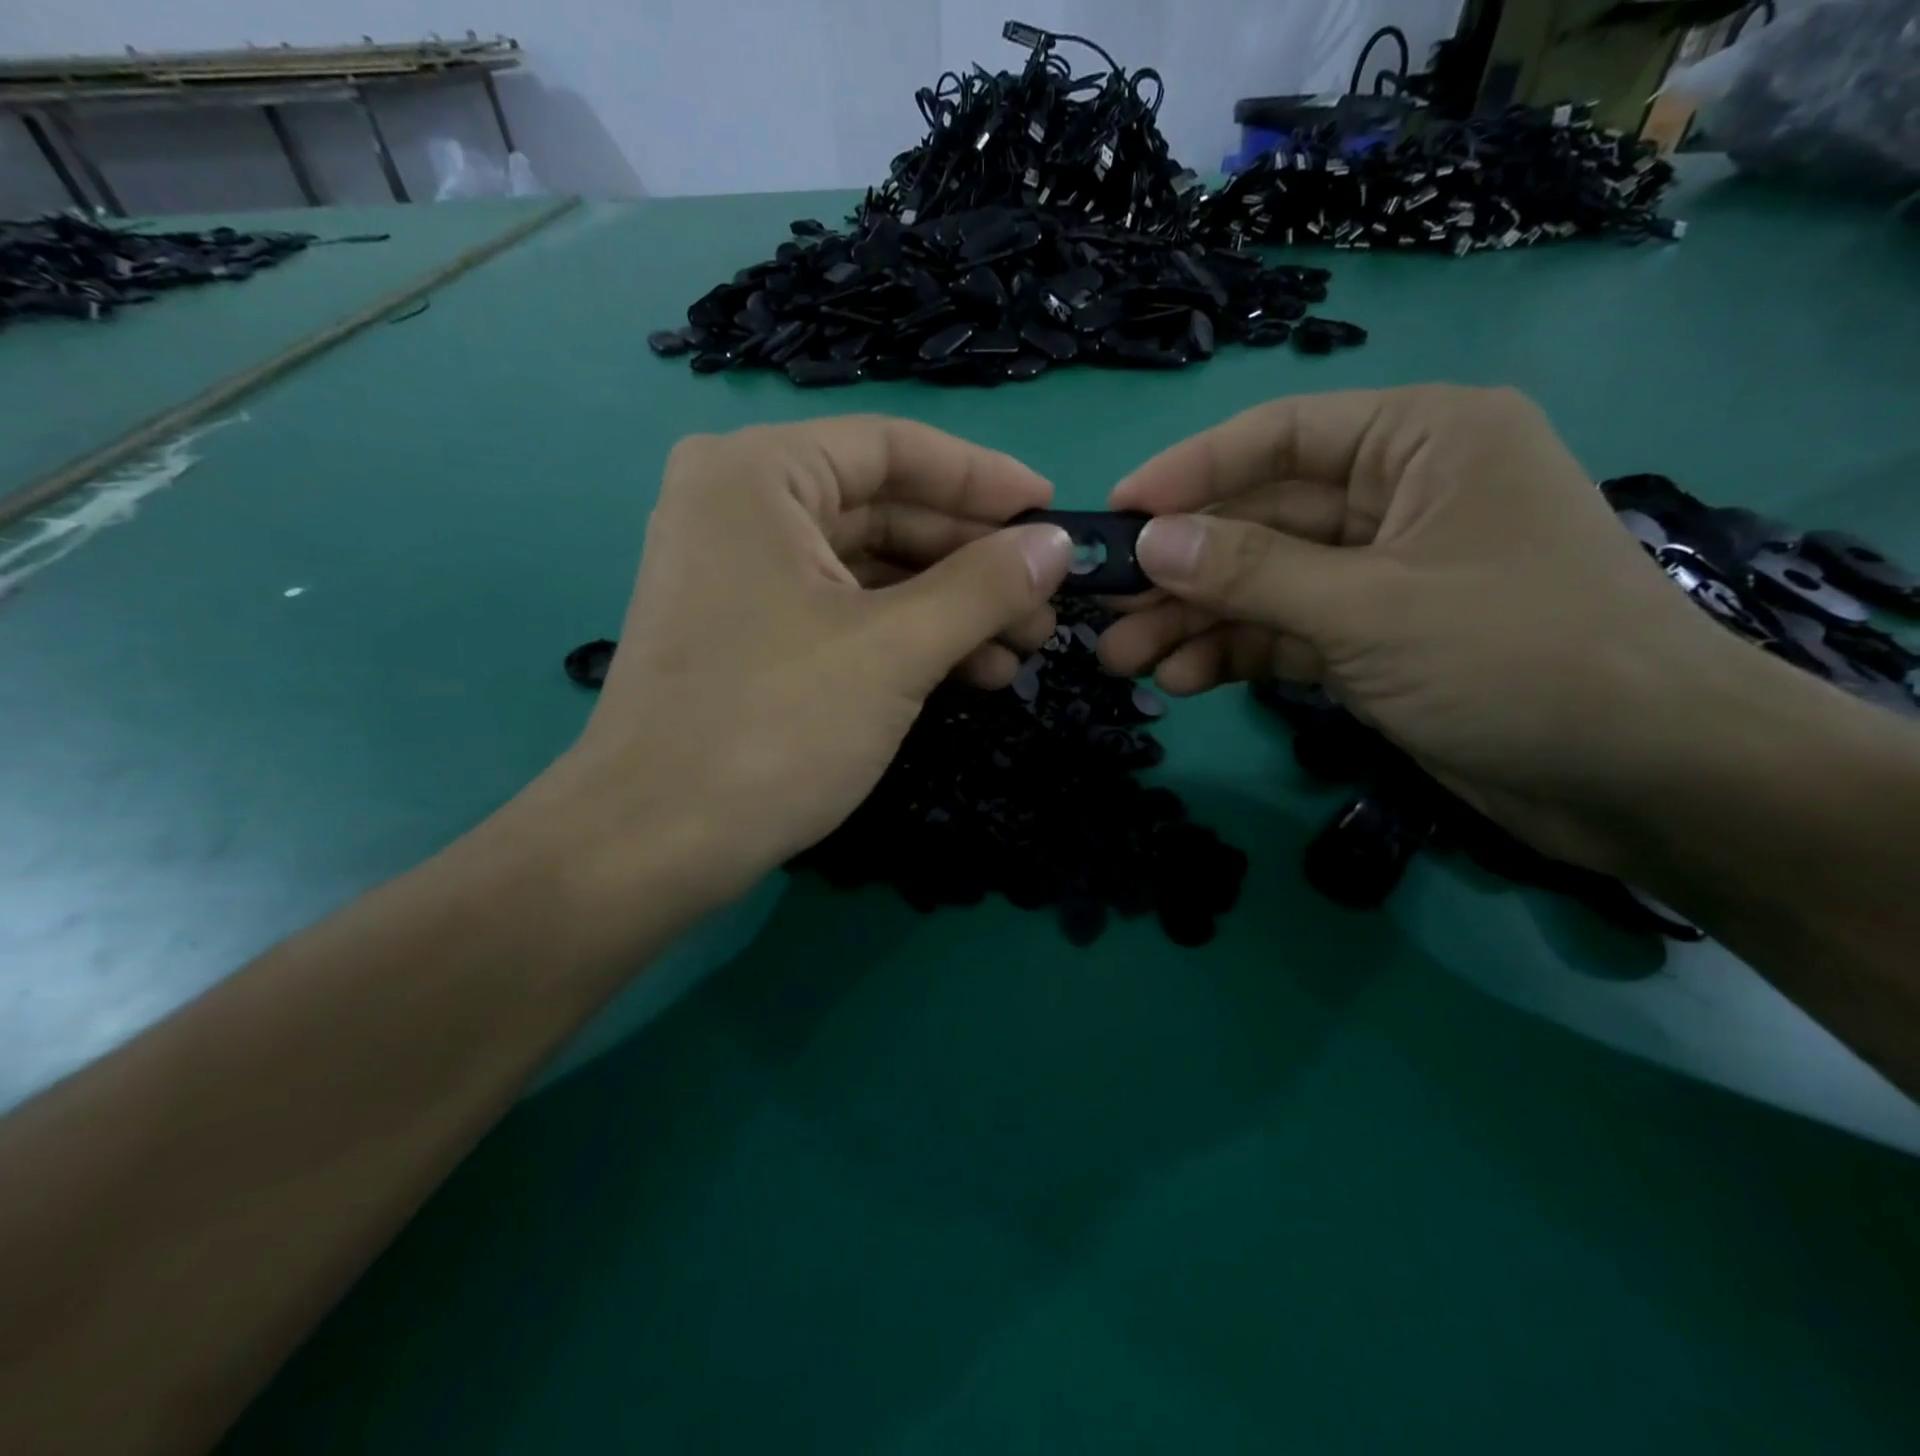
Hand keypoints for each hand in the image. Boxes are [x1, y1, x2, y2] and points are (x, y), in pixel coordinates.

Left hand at [522, 416, 1073, 911]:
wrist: (654, 844)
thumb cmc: (774, 727)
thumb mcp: (895, 650)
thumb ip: (984, 587)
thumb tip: (1058, 544)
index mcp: (760, 474)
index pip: (896, 448)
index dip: (984, 479)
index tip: (1054, 512)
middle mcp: (742, 506)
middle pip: (887, 510)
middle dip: (975, 560)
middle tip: (1048, 601)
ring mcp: (742, 574)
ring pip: (873, 570)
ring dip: (952, 607)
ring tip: (1023, 647)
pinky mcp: (751, 633)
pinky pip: (846, 613)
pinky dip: (909, 637)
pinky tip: (971, 672)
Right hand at [1099, 385, 1770, 869]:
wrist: (1640, 779)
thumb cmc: (1518, 657)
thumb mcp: (1369, 607)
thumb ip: (1251, 572)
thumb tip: (1148, 542)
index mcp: (1420, 441)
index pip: (1278, 437)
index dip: (1188, 473)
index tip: (1115, 513)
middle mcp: (1396, 496)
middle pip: (1259, 521)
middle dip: (1181, 570)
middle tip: (1102, 610)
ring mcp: (1380, 573)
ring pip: (1262, 584)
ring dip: (1194, 621)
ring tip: (1123, 660)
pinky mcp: (1372, 639)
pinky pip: (1285, 633)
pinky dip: (1235, 655)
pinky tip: (1184, 681)